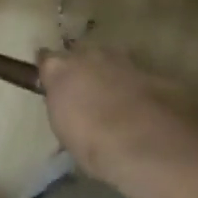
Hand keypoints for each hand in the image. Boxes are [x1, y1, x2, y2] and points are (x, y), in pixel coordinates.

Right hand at [37, 46, 197, 190]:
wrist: (146, 144)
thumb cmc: (93, 144)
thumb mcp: (65, 131)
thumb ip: (63, 107)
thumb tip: (67, 106)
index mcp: (60, 68)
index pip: (46, 58)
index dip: (50, 70)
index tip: (51, 81)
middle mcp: (89, 55)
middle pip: (81, 54)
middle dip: (83, 68)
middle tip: (87, 92)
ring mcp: (122, 59)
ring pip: (111, 60)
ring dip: (111, 74)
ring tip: (116, 99)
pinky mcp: (152, 71)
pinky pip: (138, 76)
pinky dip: (137, 87)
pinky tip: (143, 107)